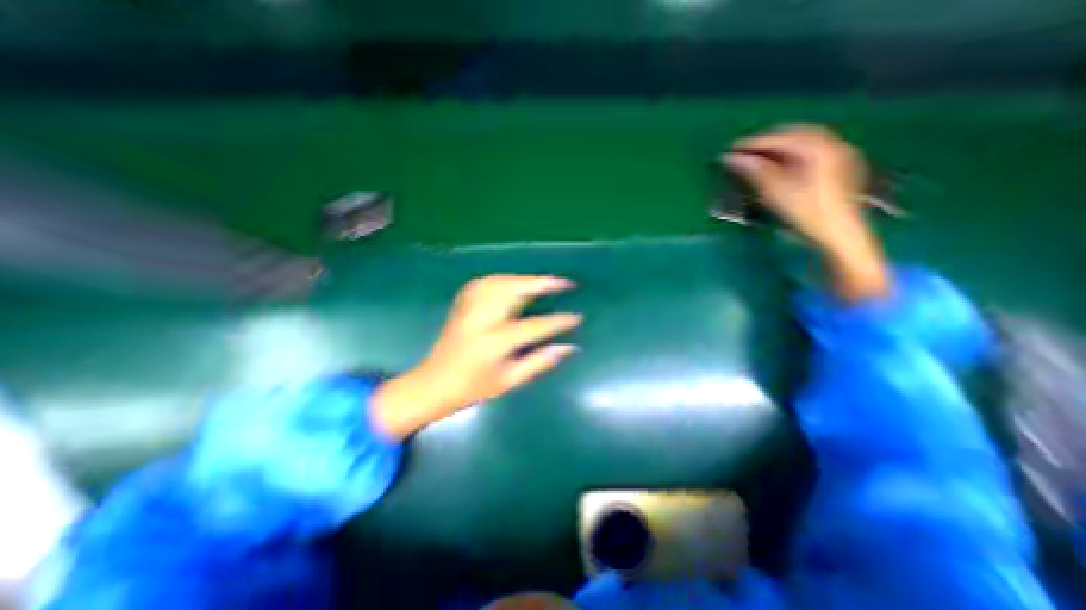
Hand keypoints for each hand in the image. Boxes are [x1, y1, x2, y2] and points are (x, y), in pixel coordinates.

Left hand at [370, 275, 581, 437]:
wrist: (433, 383)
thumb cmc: (473, 387)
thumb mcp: (510, 380)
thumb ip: (540, 362)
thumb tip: (569, 347)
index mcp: (495, 341)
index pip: (535, 326)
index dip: (559, 321)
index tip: (577, 317)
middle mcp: (482, 318)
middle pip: (515, 289)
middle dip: (543, 283)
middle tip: (565, 283)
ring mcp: (470, 307)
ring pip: (502, 280)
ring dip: (526, 279)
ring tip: (544, 283)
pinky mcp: (462, 302)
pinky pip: (488, 281)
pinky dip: (506, 279)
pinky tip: (515, 284)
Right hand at [725, 123, 884, 303]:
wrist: (839, 235)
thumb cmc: (806, 212)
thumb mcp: (776, 192)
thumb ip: (754, 171)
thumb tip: (732, 159)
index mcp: (819, 148)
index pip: (780, 138)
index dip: (754, 143)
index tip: (732, 148)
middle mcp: (834, 145)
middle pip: (796, 134)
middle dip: (769, 140)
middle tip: (745, 150)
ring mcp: (841, 157)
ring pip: (806, 143)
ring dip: (781, 146)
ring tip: (760, 156)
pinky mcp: (841, 169)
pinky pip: (814, 152)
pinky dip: (794, 154)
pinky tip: (784, 164)